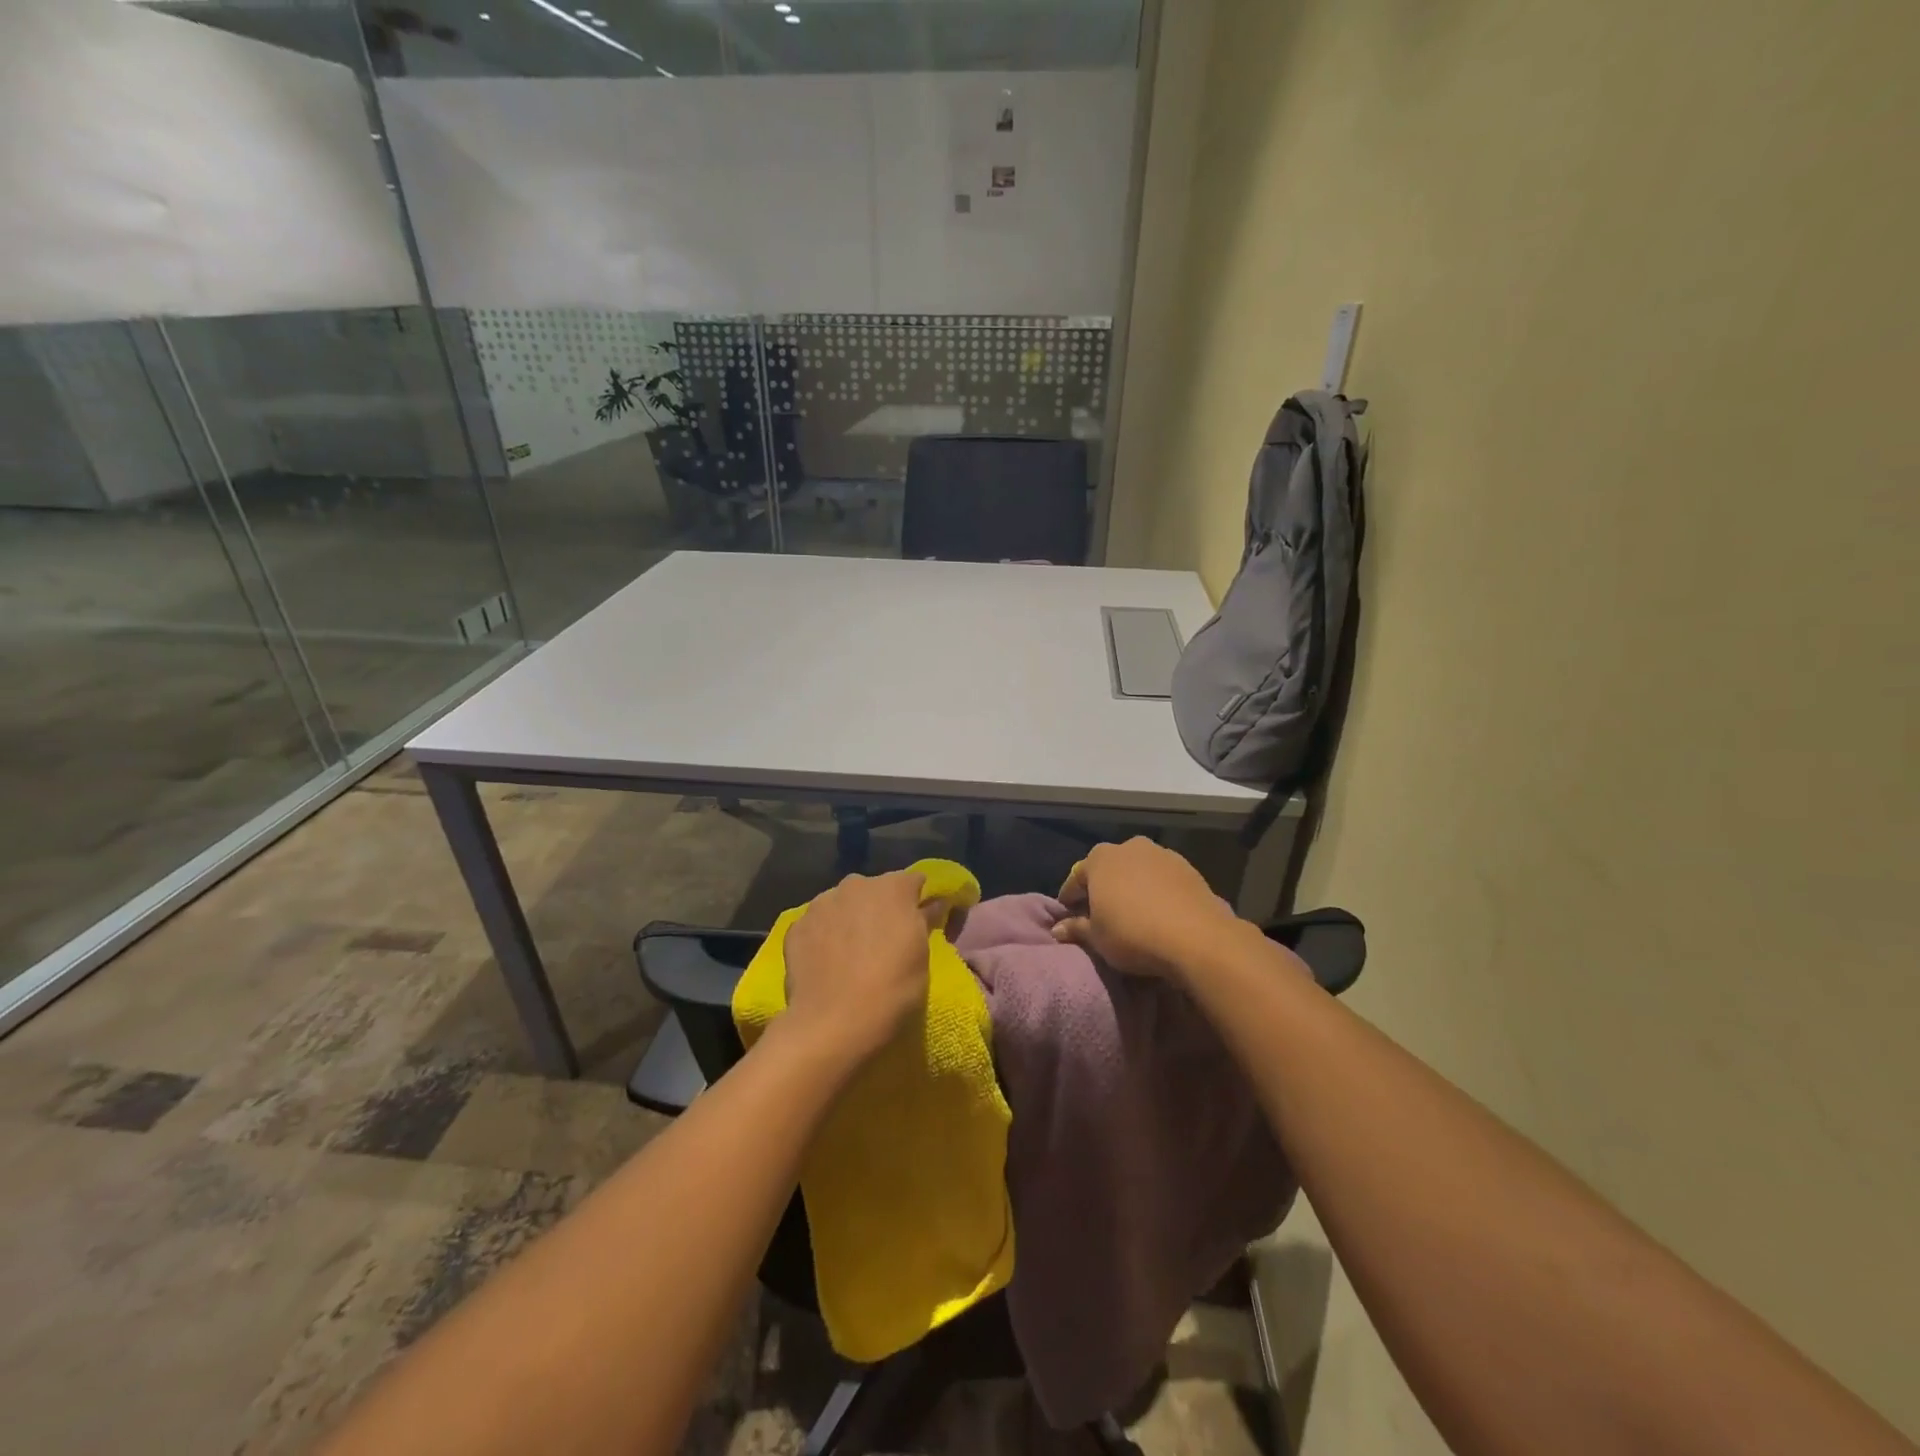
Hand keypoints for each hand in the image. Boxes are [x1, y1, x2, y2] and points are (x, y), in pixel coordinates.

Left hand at [782, 871, 939, 1065]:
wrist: (832, 1025)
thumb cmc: (892, 990)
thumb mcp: (922, 958)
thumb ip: (925, 921)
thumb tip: (934, 903)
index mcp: (893, 888)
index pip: (914, 881)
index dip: (918, 899)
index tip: (920, 921)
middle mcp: (856, 885)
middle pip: (874, 889)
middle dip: (880, 907)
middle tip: (884, 941)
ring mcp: (821, 903)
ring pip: (842, 904)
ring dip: (850, 918)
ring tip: (851, 953)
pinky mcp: (796, 926)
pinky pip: (818, 924)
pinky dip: (824, 936)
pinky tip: (826, 963)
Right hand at [1053, 837, 1243, 978]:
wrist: (1196, 938)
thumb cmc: (1133, 934)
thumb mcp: (1097, 938)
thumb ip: (1076, 929)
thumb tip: (1058, 929)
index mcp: (1099, 859)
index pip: (1076, 878)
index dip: (1070, 898)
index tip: (1069, 915)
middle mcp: (1129, 847)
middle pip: (1108, 868)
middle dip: (1103, 888)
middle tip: (1101, 914)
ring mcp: (1162, 854)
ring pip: (1138, 870)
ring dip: (1132, 887)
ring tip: (1133, 913)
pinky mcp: (1188, 868)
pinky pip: (1162, 879)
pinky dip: (1156, 891)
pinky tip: (1159, 912)